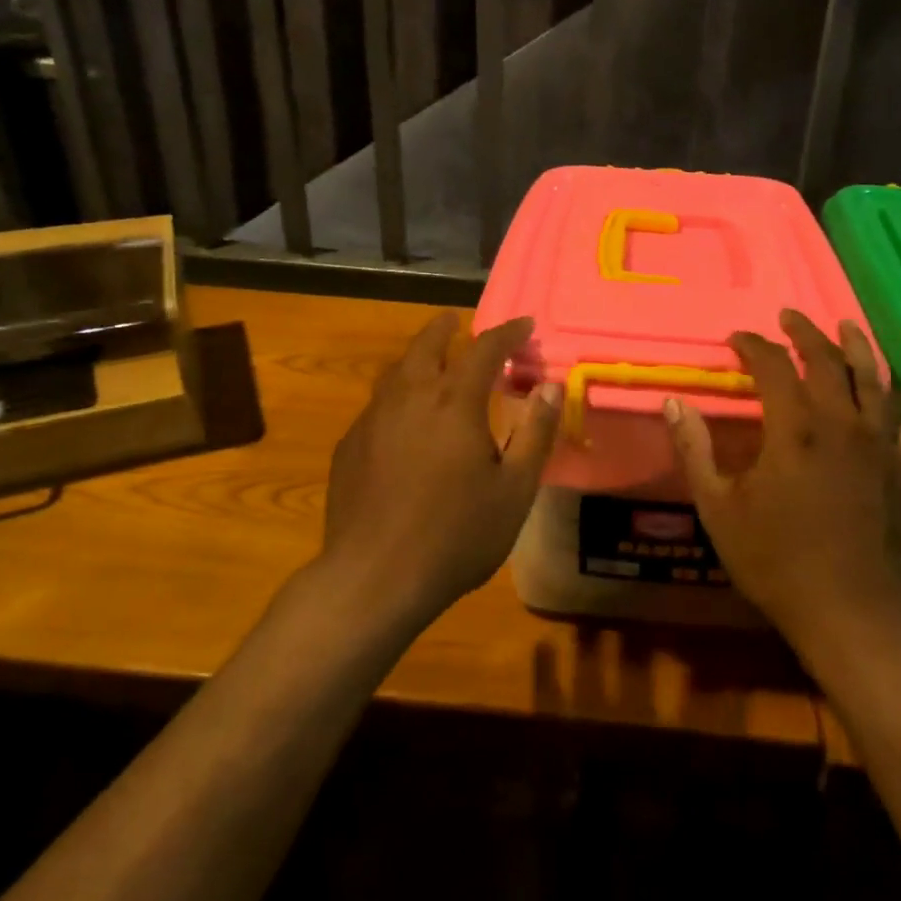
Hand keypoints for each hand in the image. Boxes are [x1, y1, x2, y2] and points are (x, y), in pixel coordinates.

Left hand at [322, 311, 560, 627]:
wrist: (373, 578)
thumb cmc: (456, 535)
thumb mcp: (514, 490)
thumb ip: (535, 433)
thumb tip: (551, 387)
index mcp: (454, 403)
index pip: (484, 349)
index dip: (507, 332)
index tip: (525, 325)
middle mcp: (410, 398)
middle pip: (427, 345)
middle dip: (446, 328)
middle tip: (458, 321)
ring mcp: (373, 420)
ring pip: (396, 371)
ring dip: (418, 357)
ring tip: (432, 361)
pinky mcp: (350, 445)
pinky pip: (378, 404)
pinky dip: (397, 395)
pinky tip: (403, 419)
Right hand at [665, 308, 900, 660]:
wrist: (850, 612)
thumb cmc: (775, 560)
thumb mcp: (718, 507)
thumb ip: (695, 450)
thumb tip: (673, 401)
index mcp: (793, 428)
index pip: (772, 367)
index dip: (753, 346)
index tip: (736, 338)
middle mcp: (840, 423)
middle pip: (825, 362)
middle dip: (803, 334)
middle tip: (788, 316)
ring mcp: (880, 445)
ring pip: (873, 380)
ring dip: (858, 347)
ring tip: (846, 324)